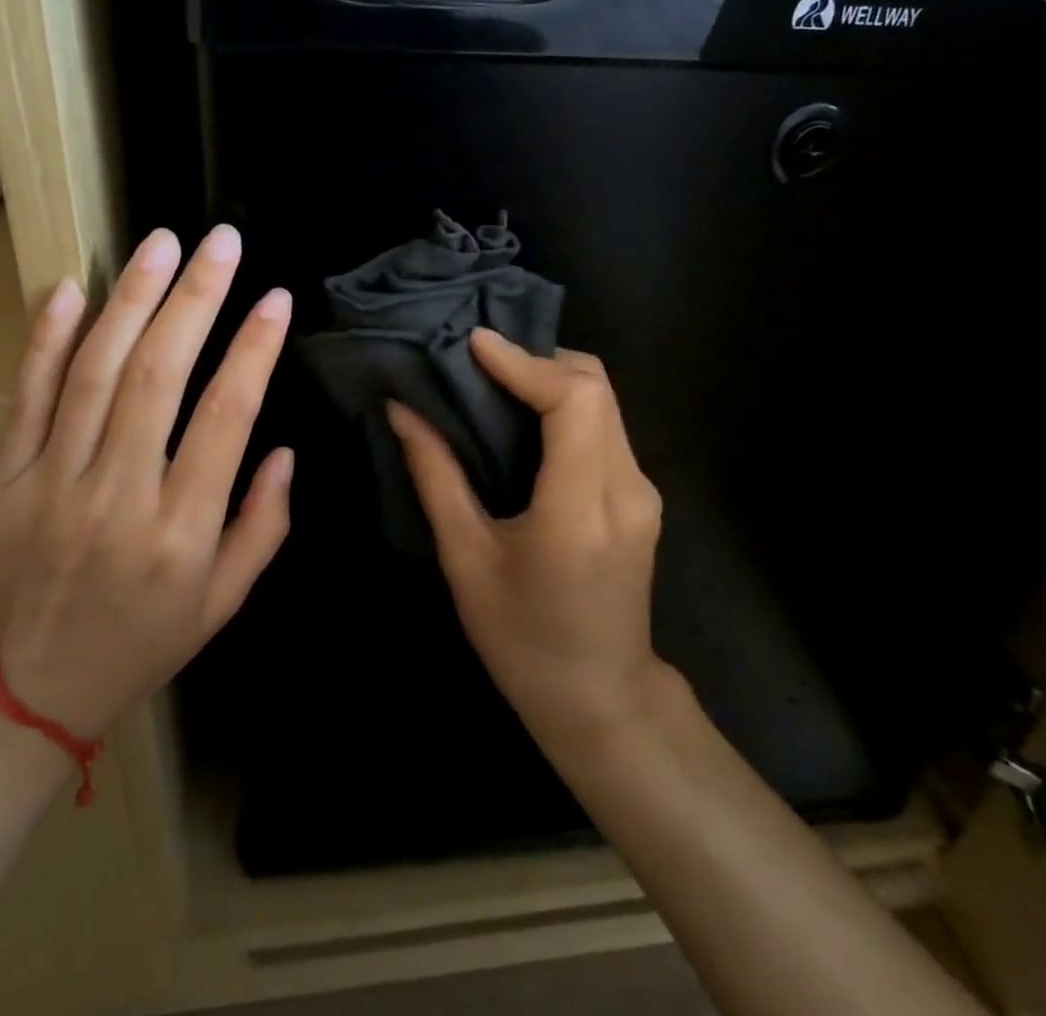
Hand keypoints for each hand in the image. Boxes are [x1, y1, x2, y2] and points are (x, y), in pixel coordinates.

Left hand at [0, 225, 294, 740]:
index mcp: (180, 533)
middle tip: (220, 242)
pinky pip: (25, 397)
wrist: (25, 697)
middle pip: (158, 378)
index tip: (275, 299)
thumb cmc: (142, 642)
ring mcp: (49, 485)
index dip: (254, 351)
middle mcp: (117, 499)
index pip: (226, 419)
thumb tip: (285, 450)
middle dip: (196, 299)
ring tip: (161, 244)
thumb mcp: (224, 602)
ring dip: (131, 300)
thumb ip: (264, 525)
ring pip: (94, 373)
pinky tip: (69, 287)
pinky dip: (46, 338)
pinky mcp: (0, 482)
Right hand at [386, 329, 665, 750]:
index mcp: (579, 509)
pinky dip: (566, 404)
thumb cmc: (522, 641)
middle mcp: (625, 489)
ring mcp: (643, 491)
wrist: (601, 700)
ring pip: (605, 401)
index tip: (474, 344)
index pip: (573, 401)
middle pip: (596, 387)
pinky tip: (524, 418)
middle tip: (479, 360)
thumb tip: (402, 410)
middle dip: (538, 358)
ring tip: (494, 380)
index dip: (524, 361)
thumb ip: (436, 477)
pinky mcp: (641, 496)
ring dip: (552, 377)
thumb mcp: (466, 561)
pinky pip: (606, 426)